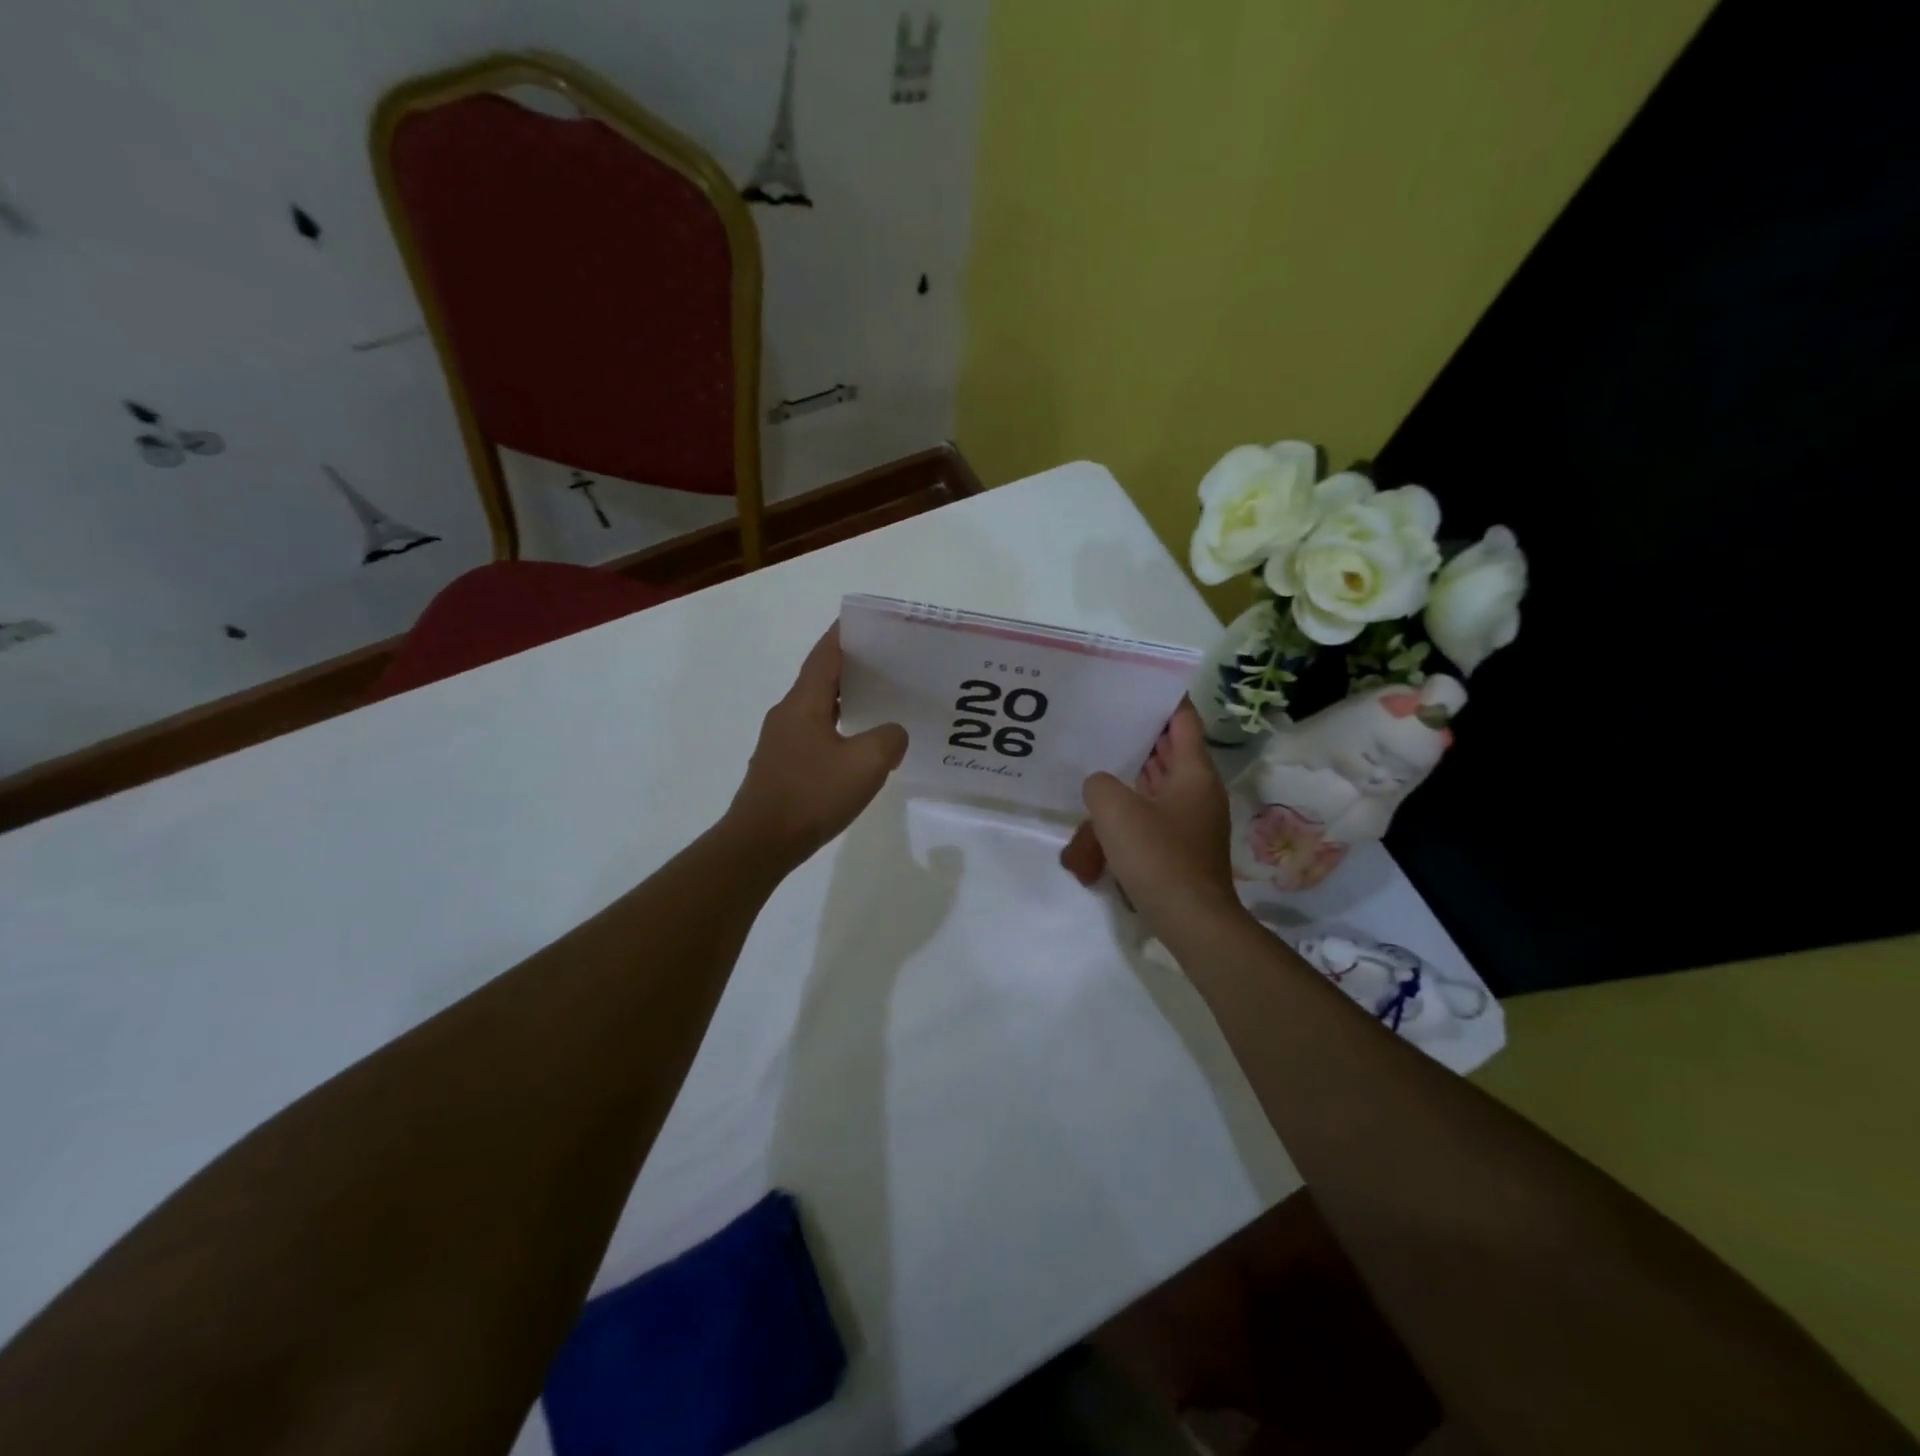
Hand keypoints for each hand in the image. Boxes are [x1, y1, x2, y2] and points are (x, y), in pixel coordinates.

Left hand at [726, 624, 907, 867]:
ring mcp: (780, 741)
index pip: (825, 654)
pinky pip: (814, 734)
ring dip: (845, 700)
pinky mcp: (781, 766)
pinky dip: (837, 728)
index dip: (844, 634)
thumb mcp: (866, 764)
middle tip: (888, 663)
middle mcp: (787, 714)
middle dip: (852, 667)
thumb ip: (888, 739)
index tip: (868, 623)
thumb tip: (892, 733)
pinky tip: (857, 746)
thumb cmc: (811, 796)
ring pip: (817, 708)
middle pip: (821, 678)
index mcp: (804, 703)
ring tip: (879, 701)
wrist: (761, 843)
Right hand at [1061, 701, 1239, 930]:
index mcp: (1193, 772)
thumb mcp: (1115, 810)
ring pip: (1159, 786)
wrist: (1190, 920)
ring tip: (1098, 761)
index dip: (1165, 698)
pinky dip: (1132, 808)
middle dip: (1141, 736)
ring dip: (1132, 775)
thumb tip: (1101, 786)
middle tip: (1107, 718)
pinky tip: (1103, 815)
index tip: (1140, 683)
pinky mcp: (1181, 846)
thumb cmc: (1157, 856)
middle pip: (1170, 751)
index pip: (1183, 720)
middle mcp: (1198, 791)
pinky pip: (1154, 814)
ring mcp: (1192, 820)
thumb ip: (1100, 784)